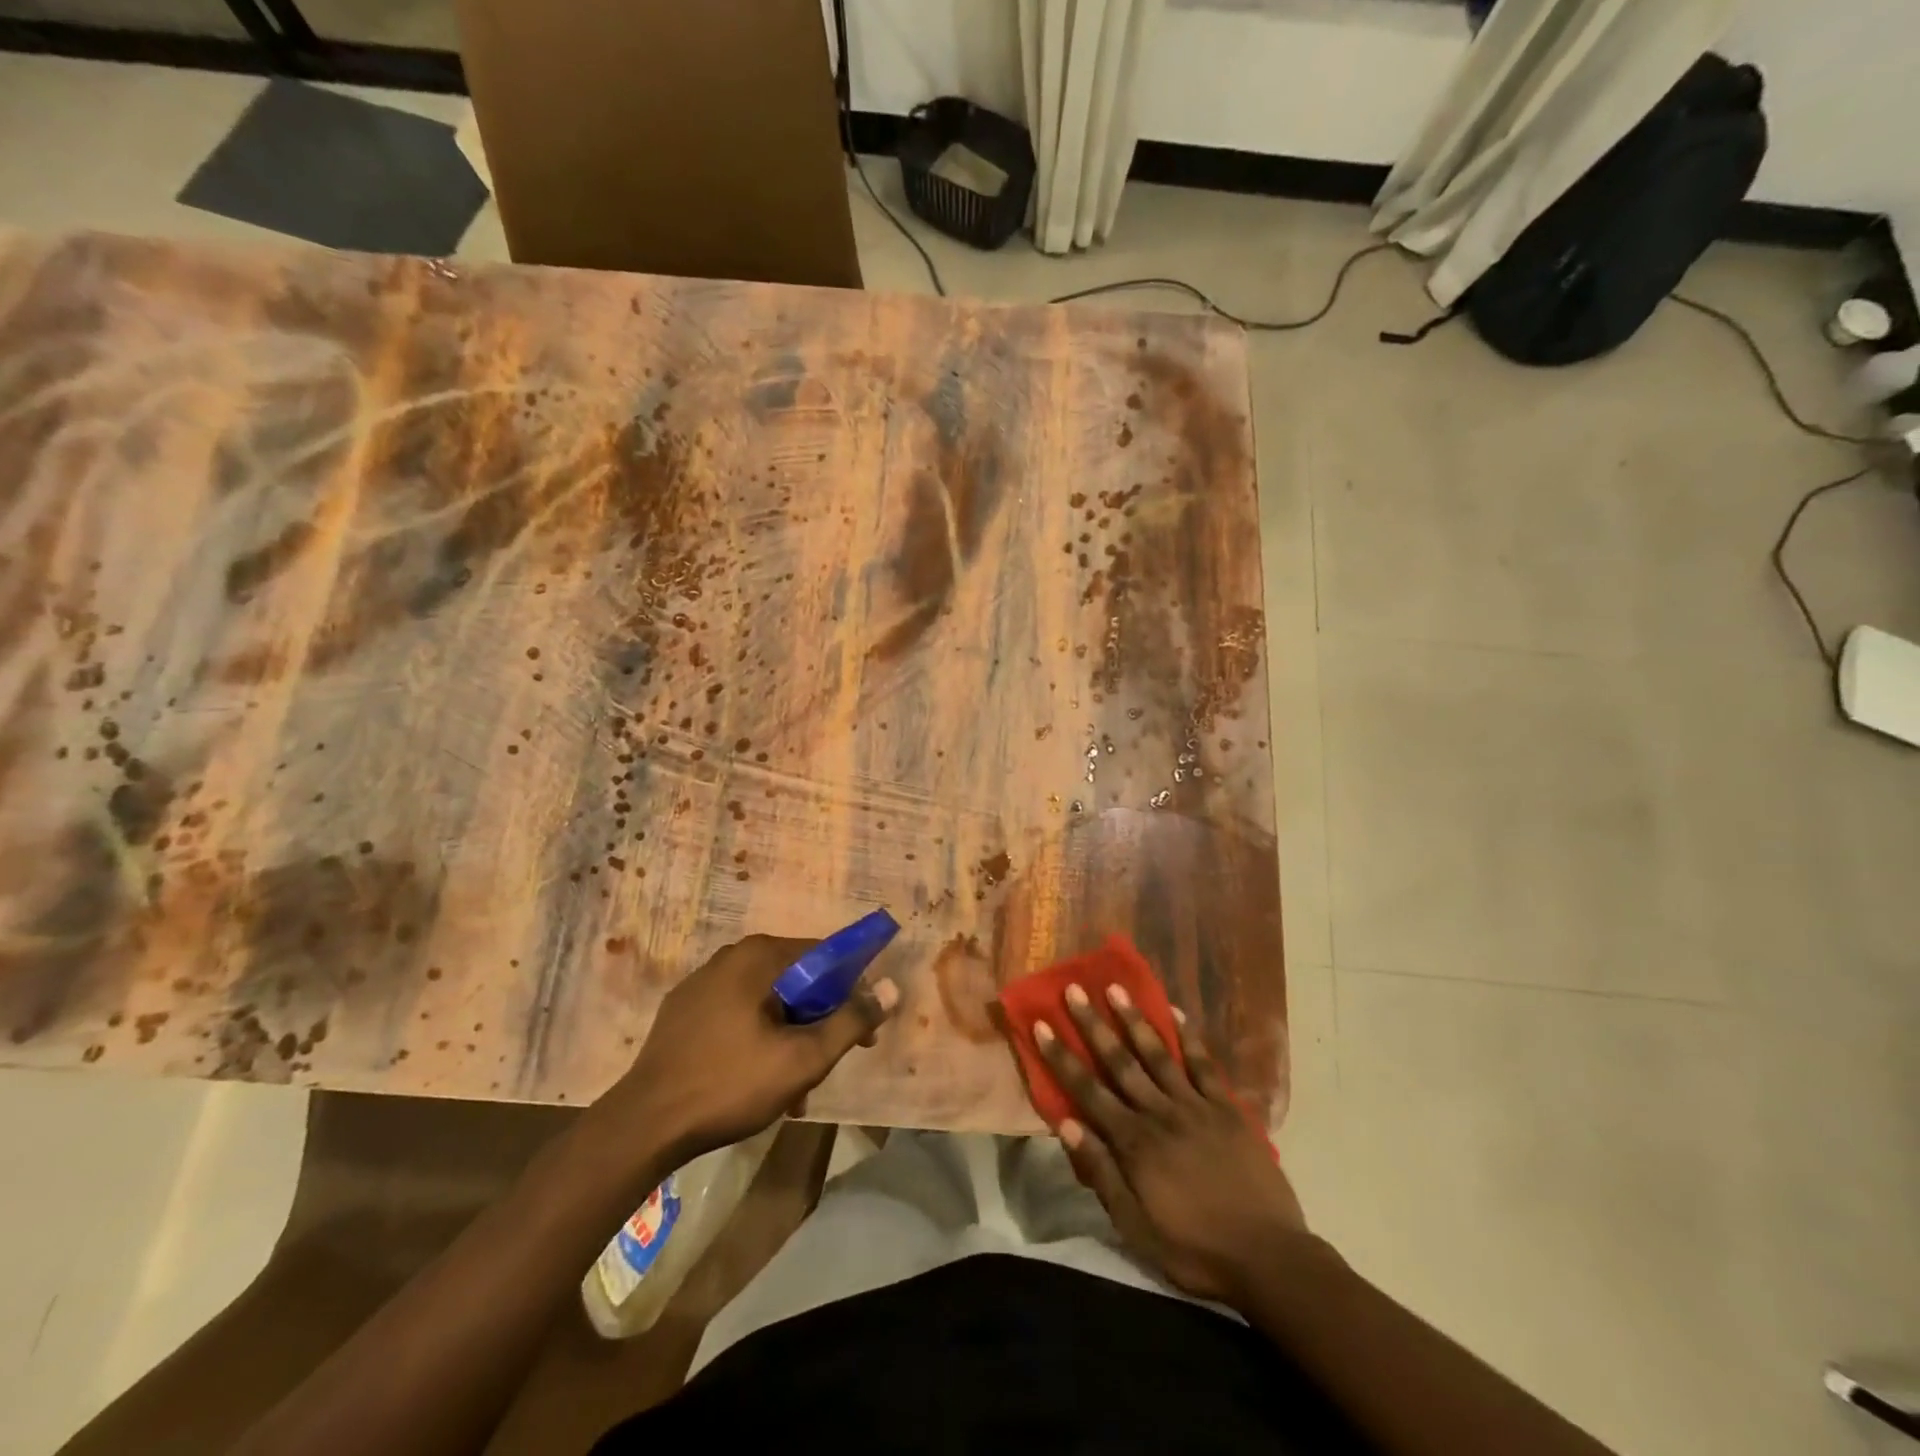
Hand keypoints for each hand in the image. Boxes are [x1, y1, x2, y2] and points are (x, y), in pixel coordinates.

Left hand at [592, 935, 898, 1168]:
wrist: (643, 1125)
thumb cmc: (730, 1084)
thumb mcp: (803, 1059)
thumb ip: (851, 1021)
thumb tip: (891, 989)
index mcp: (760, 956)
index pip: (826, 956)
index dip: (853, 991)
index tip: (862, 1032)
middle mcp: (732, 956)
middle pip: (798, 979)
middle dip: (819, 1020)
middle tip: (826, 1064)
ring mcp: (703, 982)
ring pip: (768, 1000)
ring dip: (790, 1035)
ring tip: (792, 1087)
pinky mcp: (684, 1010)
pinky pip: (738, 1012)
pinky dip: (758, 1036)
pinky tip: (756, 1078)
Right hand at [1035, 983, 1307, 1304]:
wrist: (1268, 1258)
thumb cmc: (1194, 1249)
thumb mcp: (1136, 1226)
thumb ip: (1101, 1172)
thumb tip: (1066, 1124)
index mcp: (1134, 1142)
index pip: (1088, 1091)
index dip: (1062, 1057)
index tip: (1042, 1024)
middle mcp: (1160, 1113)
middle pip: (1120, 1062)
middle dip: (1093, 1025)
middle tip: (1074, 989)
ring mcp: (1196, 1106)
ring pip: (1158, 1054)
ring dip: (1134, 1019)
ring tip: (1116, 988)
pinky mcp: (1227, 1108)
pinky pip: (1204, 1064)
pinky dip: (1189, 1037)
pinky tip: (1174, 1012)